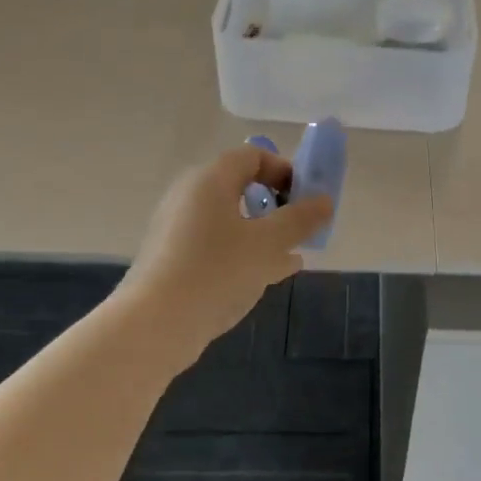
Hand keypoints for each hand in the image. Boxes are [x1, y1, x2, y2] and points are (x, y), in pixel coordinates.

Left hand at [121, 145, 333, 367]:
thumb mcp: (268, 244)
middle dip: (277, 204)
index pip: (252, 156)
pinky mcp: (175, 260)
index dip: (284, 170)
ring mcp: (179, 230)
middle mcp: (190, 197)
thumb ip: (300, 220)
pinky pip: (218, 245)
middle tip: (301, 228)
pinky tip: (271, 274)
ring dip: (264, 231)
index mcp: (209, 181)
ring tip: (294, 253)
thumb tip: (325, 200)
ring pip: (231, 220)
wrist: (155, 325)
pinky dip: (245, 252)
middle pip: (240, 187)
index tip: (306, 198)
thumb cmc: (216, 272)